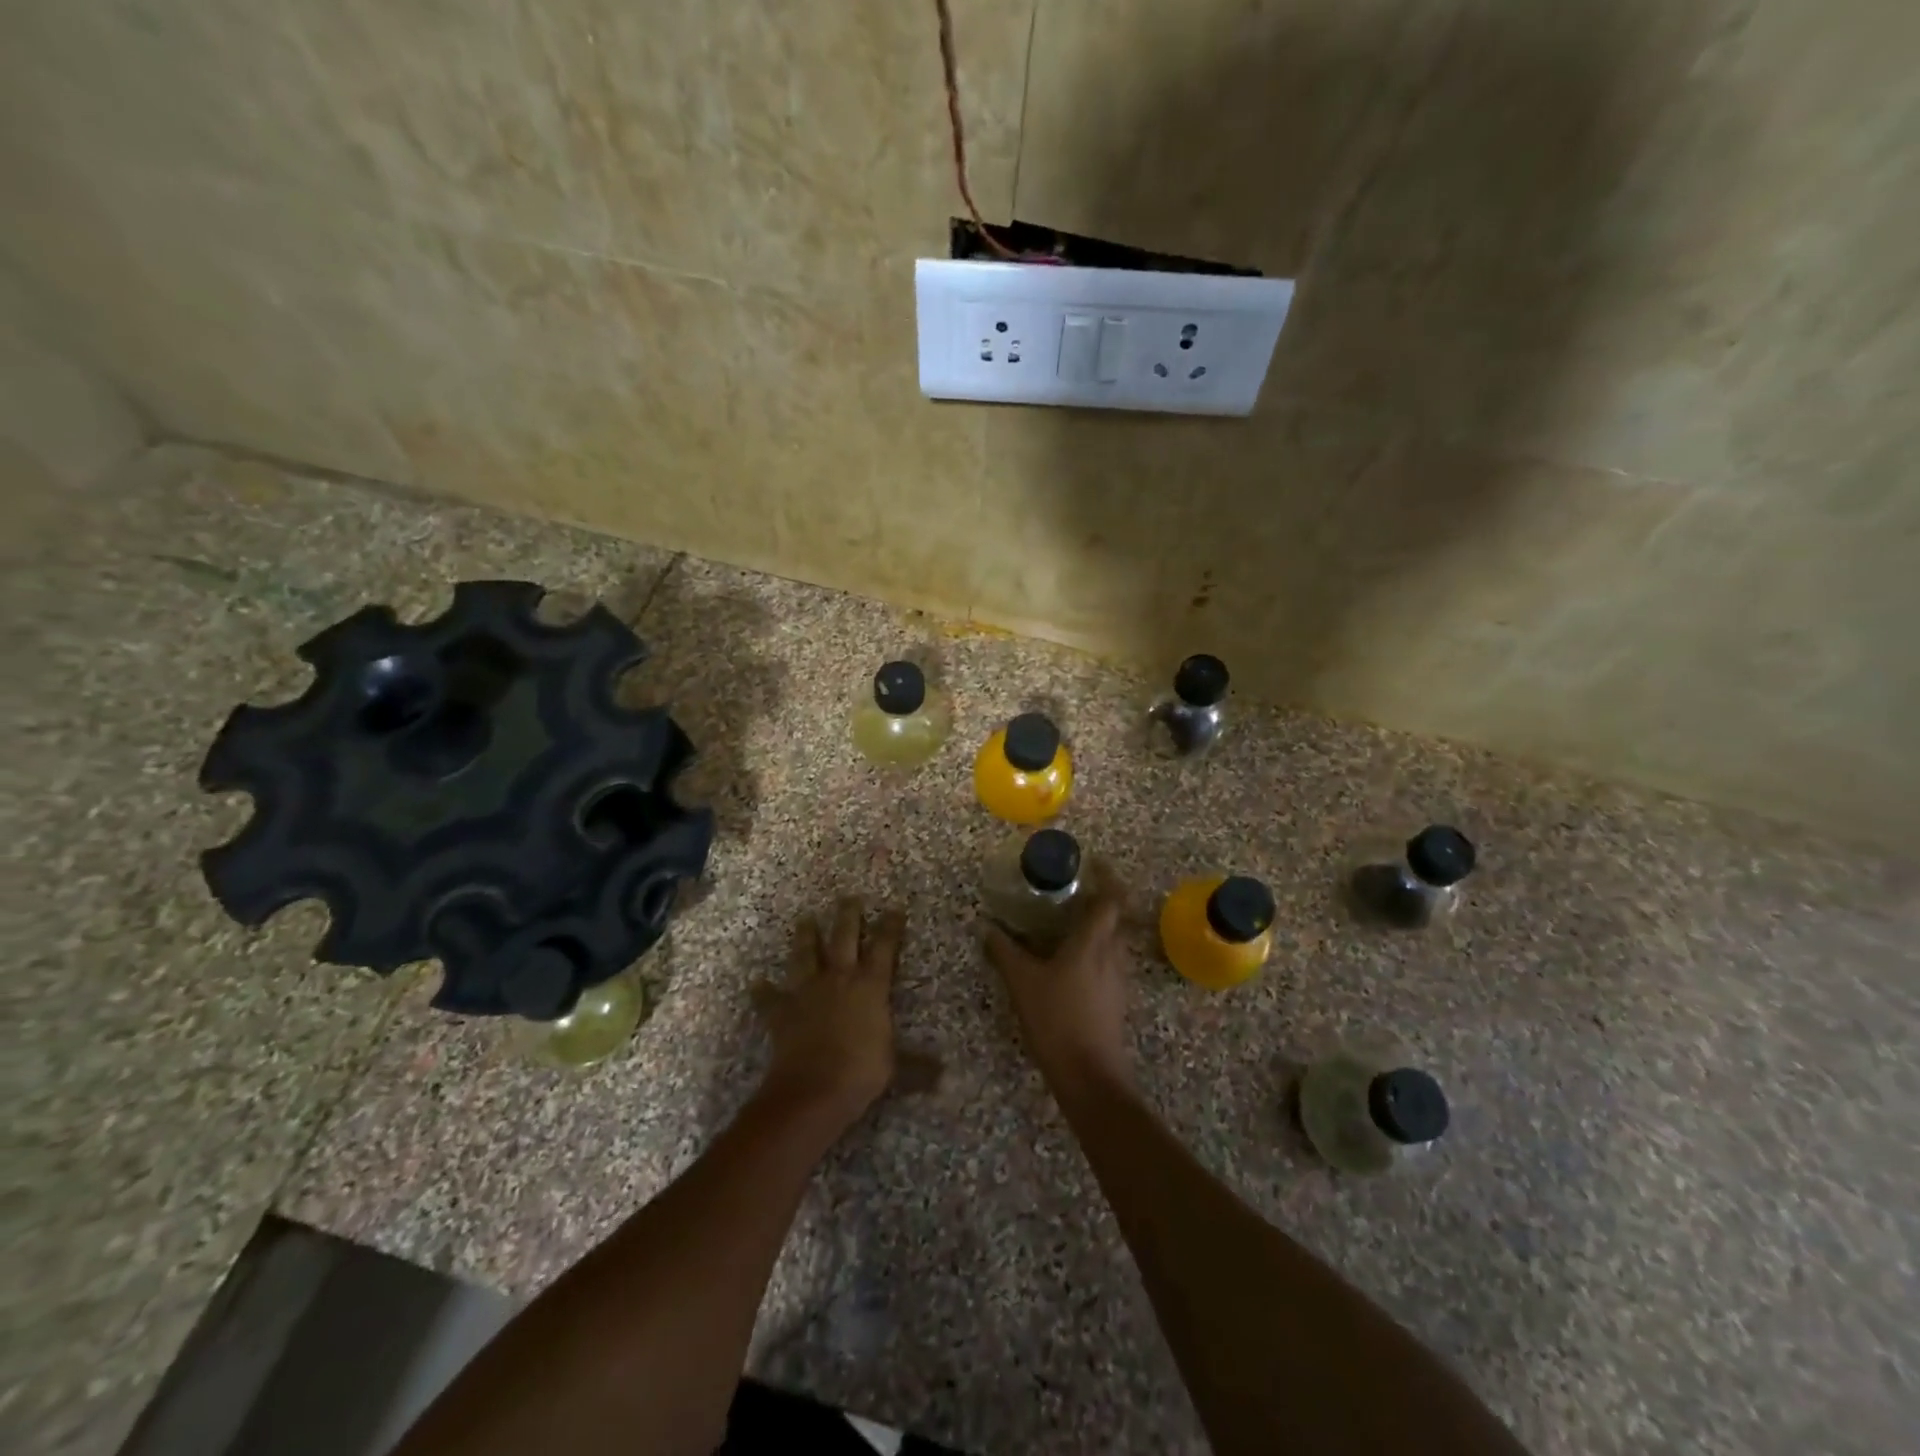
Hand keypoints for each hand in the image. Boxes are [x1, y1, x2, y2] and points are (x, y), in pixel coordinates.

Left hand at [752, 897, 901, 1130]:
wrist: (813, 1089)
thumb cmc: (860, 1072)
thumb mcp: (896, 1068)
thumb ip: (918, 1067)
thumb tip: (945, 1078)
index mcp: (870, 986)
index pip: (884, 948)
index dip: (890, 927)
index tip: (894, 908)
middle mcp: (839, 979)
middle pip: (844, 938)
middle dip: (848, 916)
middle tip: (848, 897)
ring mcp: (807, 992)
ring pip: (806, 955)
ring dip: (806, 937)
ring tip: (805, 920)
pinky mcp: (782, 1011)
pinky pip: (769, 997)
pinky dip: (763, 991)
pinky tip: (756, 983)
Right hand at [983, 892, 1132, 1098]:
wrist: (1090, 1076)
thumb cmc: (1057, 1019)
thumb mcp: (1022, 982)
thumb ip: (1004, 952)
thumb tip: (987, 927)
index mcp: (1093, 942)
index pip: (1111, 899)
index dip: (1107, 876)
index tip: (1093, 862)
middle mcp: (1112, 955)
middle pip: (1115, 918)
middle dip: (1100, 900)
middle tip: (1073, 892)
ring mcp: (1118, 979)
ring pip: (1113, 941)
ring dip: (1097, 927)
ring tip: (1068, 924)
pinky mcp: (1116, 1000)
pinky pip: (1109, 962)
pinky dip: (1095, 952)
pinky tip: (1070, 963)